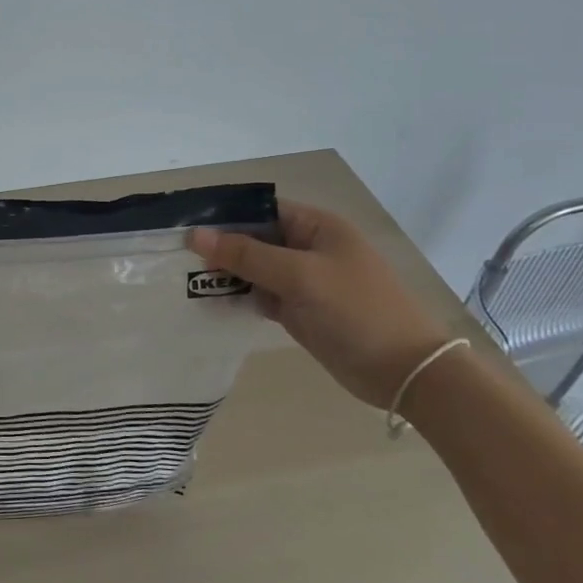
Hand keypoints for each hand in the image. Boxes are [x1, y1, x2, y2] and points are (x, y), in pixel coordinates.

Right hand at [187, 203, 453, 408]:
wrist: (404, 371)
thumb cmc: (356, 310)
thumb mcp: (299, 276)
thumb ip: (246, 255)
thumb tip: (195, 235)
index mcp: (316, 227)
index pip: (262, 210)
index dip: (226, 216)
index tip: (186, 228)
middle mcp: (308, 249)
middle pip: (254, 239)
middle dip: (221, 247)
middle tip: (178, 258)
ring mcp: (303, 282)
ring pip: (254, 270)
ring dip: (226, 274)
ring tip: (186, 280)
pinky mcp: (299, 311)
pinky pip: (259, 296)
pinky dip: (238, 298)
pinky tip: (210, 302)